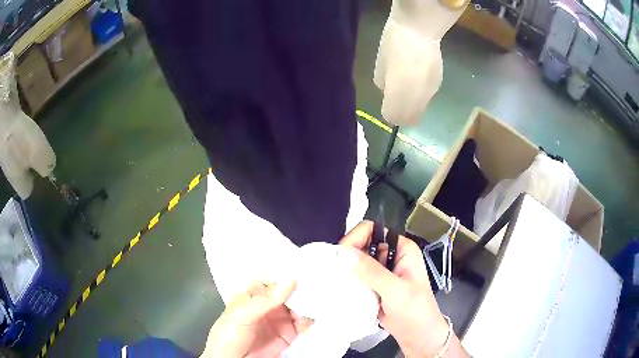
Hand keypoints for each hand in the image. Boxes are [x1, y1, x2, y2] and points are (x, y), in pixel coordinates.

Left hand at [201, 279, 310, 357]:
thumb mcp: (242, 314)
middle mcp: (268, 304)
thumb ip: (266, 299)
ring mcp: (279, 319)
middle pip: (288, 291)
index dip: (285, 274)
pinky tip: (310, 316)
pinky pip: (303, 323)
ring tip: (313, 302)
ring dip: (307, 303)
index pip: (271, 279)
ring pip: (298, 306)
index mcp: (252, 295)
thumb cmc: (229, 335)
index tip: (302, 268)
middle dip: (300, 288)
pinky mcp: (289, 334)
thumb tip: (291, 278)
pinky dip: (310, 318)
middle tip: (314, 284)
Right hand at [339, 221, 467, 357]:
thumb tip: (343, 252)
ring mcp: (381, 272)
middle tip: (334, 272)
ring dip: (346, 271)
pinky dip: (347, 282)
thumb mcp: (396, 291)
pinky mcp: (374, 287)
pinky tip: (339, 290)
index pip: (372, 230)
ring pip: (356, 263)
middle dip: (347, 256)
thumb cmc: (415, 311)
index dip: (355, 238)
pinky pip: (356, 278)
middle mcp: (390, 256)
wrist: (418, 336)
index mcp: (402, 248)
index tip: (340, 256)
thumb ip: (371, 271)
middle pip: (362, 245)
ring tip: (334, 282)